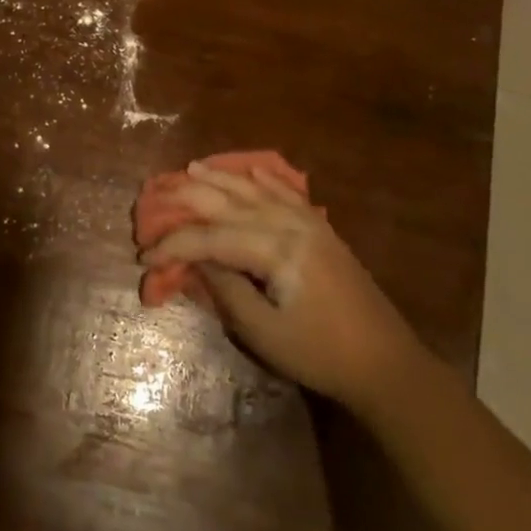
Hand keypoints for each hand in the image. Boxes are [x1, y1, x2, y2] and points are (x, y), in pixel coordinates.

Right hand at [139, 161, 420, 410]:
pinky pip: (288, 194)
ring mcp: (309, 223)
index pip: (211, 237)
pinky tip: (253, 171)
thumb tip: (196, 259)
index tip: (144, 256)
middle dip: (189, 198)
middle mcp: (290, 225)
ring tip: (191, 168)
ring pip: (256, 191)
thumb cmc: (321, 354)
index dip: (174, 244)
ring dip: (221, 178)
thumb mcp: (265, 333)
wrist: (386, 363)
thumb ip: (227, 290)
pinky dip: (267, 180)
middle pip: (230, 203)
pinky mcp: (322, 231)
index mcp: (275, 250)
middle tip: (156, 195)